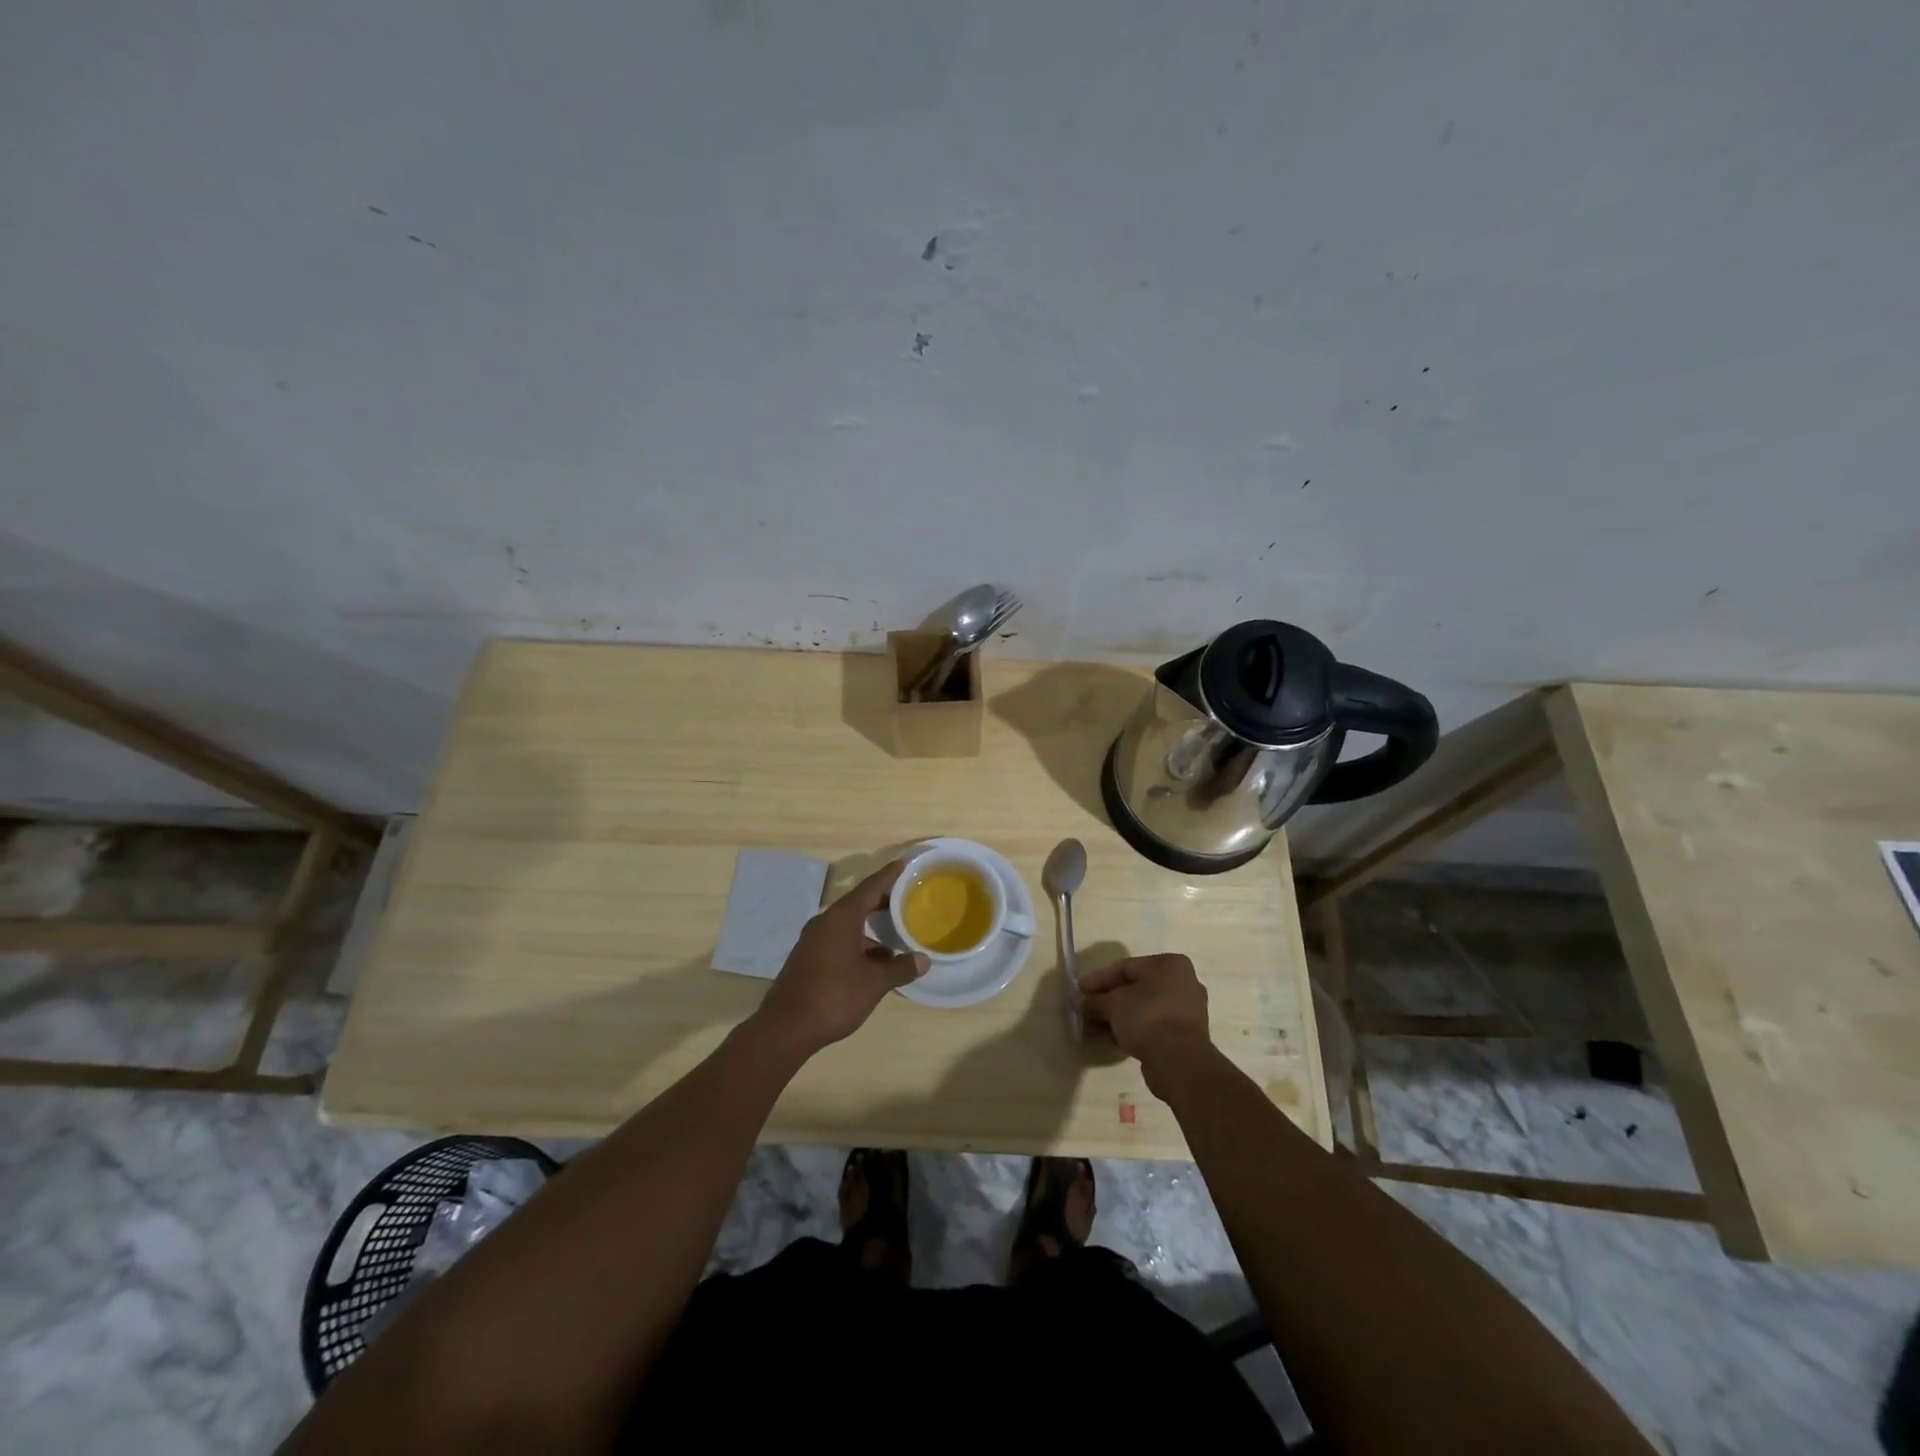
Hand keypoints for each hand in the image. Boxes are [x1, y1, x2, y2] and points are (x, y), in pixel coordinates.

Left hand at [752, 860, 927, 1056]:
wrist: (786, 1028)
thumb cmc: (834, 997)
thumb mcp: (874, 983)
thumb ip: (900, 968)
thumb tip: (923, 960)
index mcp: (841, 918)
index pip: (869, 887)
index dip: (888, 876)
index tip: (904, 863)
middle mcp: (825, 922)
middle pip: (858, 903)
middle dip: (882, 901)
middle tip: (906, 898)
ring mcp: (813, 940)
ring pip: (848, 924)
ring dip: (870, 928)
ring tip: (895, 935)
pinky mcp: (808, 958)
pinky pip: (838, 939)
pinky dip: (858, 942)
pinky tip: (874, 961)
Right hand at [1078, 953, 1212, 1092]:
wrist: (1179, 1061)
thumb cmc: (1146, 1017)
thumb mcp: (1112, 1004)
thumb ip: (1094, 1001)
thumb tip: (1082, 1004)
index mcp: (1169, 964)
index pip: (1125, 967)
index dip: (1098, 978)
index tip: (1079, 990)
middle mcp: (1183, 982)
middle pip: (1135, 988)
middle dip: (1109, 999)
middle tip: (1087, 1008)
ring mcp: (1187, 1010)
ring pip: (1144, 1008)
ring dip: (1119, 1016)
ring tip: (1096, 1026)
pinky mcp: (1187, 1035)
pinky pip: (1153, 1025)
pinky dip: (1134, 1028)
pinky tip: (1113, 1038)